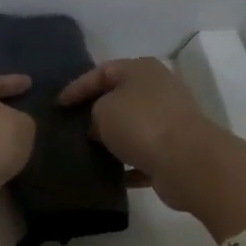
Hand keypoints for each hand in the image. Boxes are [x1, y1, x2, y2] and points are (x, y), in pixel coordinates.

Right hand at [60, 57, 245, 240]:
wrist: (187, 161)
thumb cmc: (141, 124)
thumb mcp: (103, 110)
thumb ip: (94, 112)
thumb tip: (100, 127)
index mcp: (142, 70)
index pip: (103, 71)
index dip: (77, 87)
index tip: (57, 106)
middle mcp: (159, 89)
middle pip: (121, 97)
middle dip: (96, 112)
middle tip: (71, 126)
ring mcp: (170, 121)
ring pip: (133, 127)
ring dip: (113, 140)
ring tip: (86, 151)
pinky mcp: (175, 151)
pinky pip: (144, 156)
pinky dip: (128, 165)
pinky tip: (108, 176)